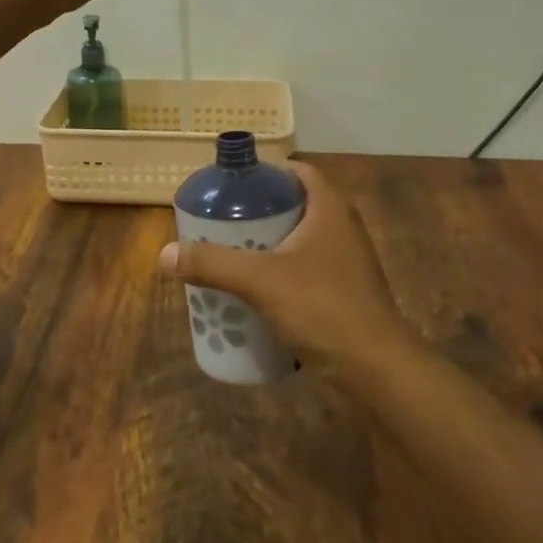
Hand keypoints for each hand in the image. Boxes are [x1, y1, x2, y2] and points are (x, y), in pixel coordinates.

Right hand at [158, 162, 425, 388]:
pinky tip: (256, 291)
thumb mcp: (260, 280)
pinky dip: (281, 272)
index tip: (232, 184)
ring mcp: (348, 263)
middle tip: (222, 221)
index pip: (298, 172)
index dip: (265, 172)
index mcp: (330, 209)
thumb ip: (212, 264)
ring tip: (231, 254)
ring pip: (300, 240)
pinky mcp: (346, 293)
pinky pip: (307, 270)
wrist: (377, 370)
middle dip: (258, 212)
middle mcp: (343, 228)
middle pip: (295, 205)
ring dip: (268, 244)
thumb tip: (164, 254)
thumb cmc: (322, 308)